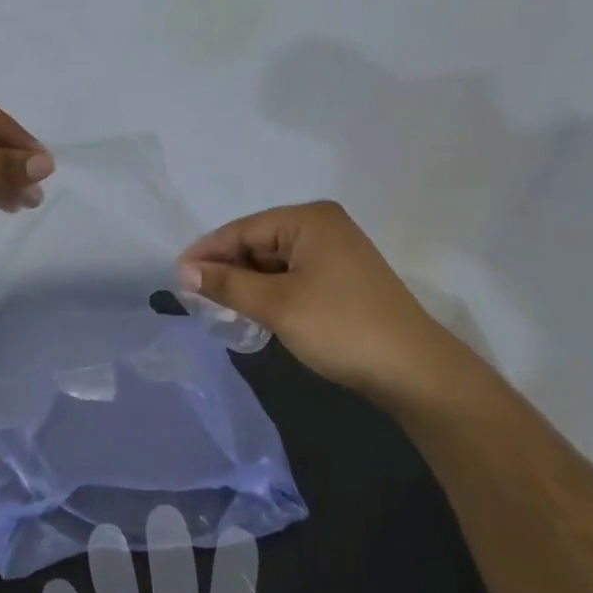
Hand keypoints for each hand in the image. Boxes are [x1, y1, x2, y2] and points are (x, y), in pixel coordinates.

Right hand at [177, 201, 475, 412]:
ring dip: (247, 284)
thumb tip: (182, 271)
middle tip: (195, 297)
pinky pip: (293, 277)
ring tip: (219, 308)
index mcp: (308, 219)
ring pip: (274, 262)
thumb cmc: (341, 327)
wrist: (415, 372)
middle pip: (259, 243)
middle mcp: (322, 226)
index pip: (243, 229)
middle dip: (227, 269)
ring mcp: (336, 253)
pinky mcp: (342, 279)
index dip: (207, 252)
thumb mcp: (276, 305)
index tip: (176, 276)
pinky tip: (253, 313)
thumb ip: (227, 284)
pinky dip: (270, 293)